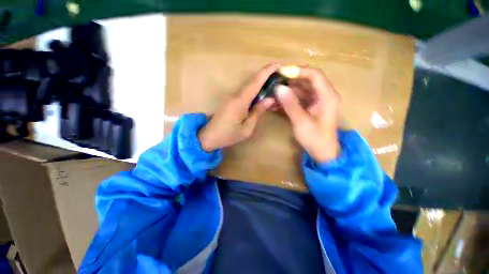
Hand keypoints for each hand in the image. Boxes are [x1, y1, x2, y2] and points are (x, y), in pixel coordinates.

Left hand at [198, 64, 279, 151]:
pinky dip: (254, 91)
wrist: (209, 136)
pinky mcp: (229, 99)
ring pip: (248, 86)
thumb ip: (257, 112)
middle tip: (279, 76)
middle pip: (252, 82)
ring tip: (273, 84)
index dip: (267, 72)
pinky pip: (244, 92)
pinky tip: (260, 95)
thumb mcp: (247, 128)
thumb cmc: (228, 135)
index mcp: (240, 101)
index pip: (255, 82)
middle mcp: (235, 95)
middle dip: (266, 76)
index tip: (278, 64)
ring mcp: (231, 96)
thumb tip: (270, 99)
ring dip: (260, 84)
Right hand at [274, 67, 340, 161]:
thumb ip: (290, 104)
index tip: (281, 73)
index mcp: (327, 96)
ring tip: (272, 94)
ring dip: (286, 92)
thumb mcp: (301, 122)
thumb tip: (279, 88)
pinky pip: (298, 100)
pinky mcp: (310, 108)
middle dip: (289, 82)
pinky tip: (276, 103)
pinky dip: (288, 101)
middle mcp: (323, 95)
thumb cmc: (315, 139)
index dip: (297, 71)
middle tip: (273, 83)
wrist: (323, 153)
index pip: (314, 75)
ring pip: (300, 91)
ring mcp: (317, 102)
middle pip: (306, 81)